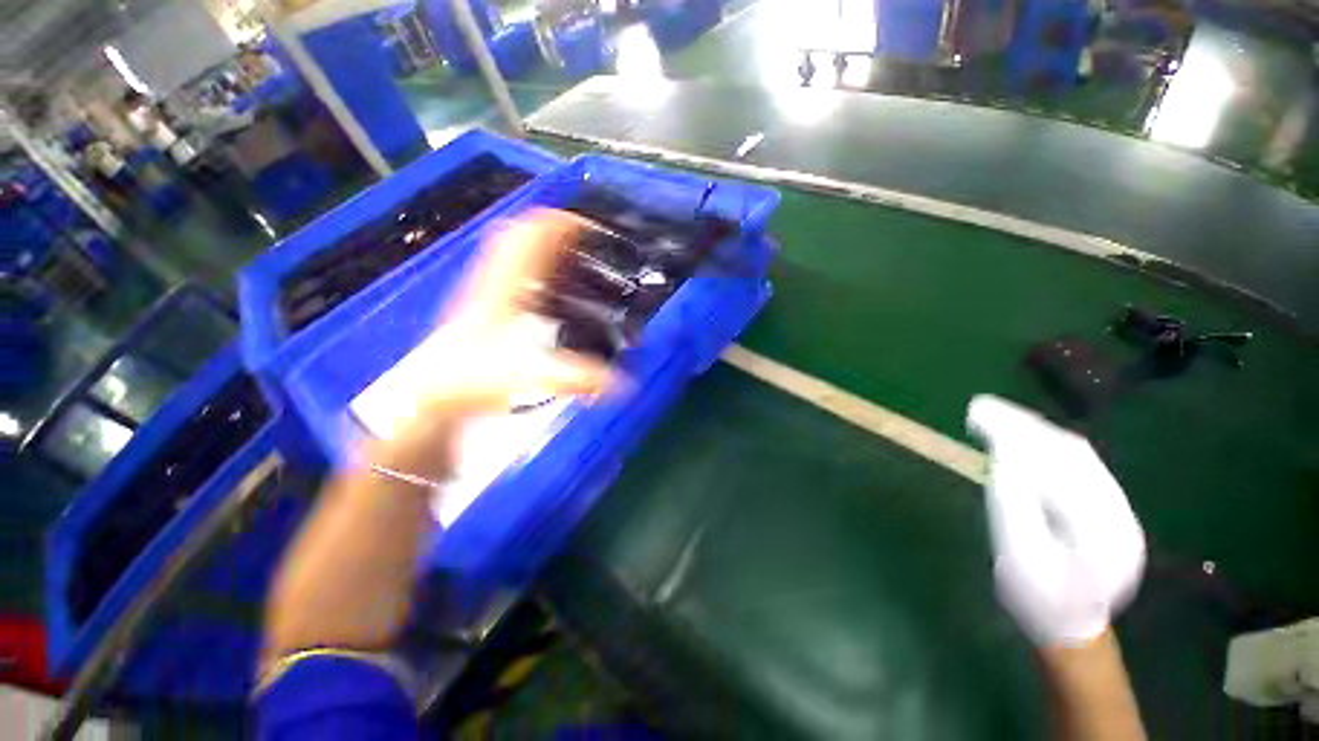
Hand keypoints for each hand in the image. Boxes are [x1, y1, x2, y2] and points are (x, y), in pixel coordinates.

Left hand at [366, 209, 614, 480]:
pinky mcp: (487, 297)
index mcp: (507, 284)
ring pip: (515, 244)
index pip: (535, 232)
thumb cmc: (477, 378)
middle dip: (559, 229)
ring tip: (577, 256)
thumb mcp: (534, 377)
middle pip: (524, 229)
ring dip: (546, 243)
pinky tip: (551, 281)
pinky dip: (534, 262)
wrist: (435, 391)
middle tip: (589, 243)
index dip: (566, 223)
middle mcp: (496, 276)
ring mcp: (488, 284)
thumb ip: (579, 378)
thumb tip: (625, 385)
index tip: (596, 229)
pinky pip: (511, 264)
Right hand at [967, 395, 1145, 646]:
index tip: (980, 413)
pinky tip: (1022, 441)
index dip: (1020, 433)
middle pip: (1074, 453)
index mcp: (1103, 529)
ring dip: (1035, 432)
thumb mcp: (1017, 554)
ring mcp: (1118, 511)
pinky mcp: (1107, 511)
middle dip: (1027, 425)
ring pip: (1078, 456)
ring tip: (997, 417)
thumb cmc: (1036, 598)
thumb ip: (1012, 500)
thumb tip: (1003, 449)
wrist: (1067, 627)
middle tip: (982, 408)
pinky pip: (1077, 468)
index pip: (1062, 463)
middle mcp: (1120, 513)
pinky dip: (1045, 448)